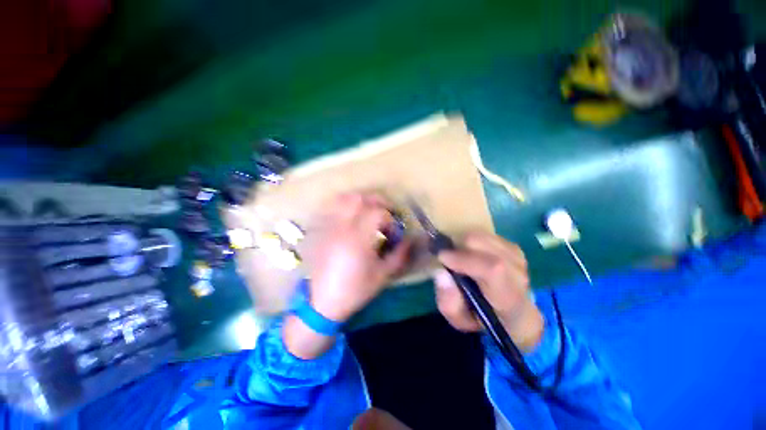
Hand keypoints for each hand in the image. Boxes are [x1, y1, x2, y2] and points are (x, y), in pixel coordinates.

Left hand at [285, 192, 409, 359]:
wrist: (322, 302)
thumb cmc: (355, 289)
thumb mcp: (383, 275)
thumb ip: (400, 254)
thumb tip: (411, 239)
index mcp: (358, 239)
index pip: (377, 213)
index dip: (390, 219)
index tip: (393, 232)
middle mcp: (342, 228)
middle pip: (359, 199)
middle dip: (377, 201)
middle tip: (386, 211)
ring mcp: (329, 227)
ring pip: (343, 199)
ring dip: (360, 200)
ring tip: (370, 210)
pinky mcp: (321, 231)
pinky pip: (331, 208)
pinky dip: (344, 205)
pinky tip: (351, 214)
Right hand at [433, 232, 543, 351]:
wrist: (512, 314)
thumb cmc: (482, 318)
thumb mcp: (460, 320)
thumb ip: (448, 302)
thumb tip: (441, 273)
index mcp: (510, 300)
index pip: (492, 269)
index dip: (464, 259)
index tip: (442, 257)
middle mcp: (519, 276)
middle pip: (484, 246)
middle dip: (459, 247)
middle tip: (448, 258)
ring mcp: (518, 258)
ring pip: (483, 237)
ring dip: (464, 244)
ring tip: (460, 258)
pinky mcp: (513, 247)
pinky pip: (486, 235)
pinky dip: (472, 241)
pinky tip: (471, 253)